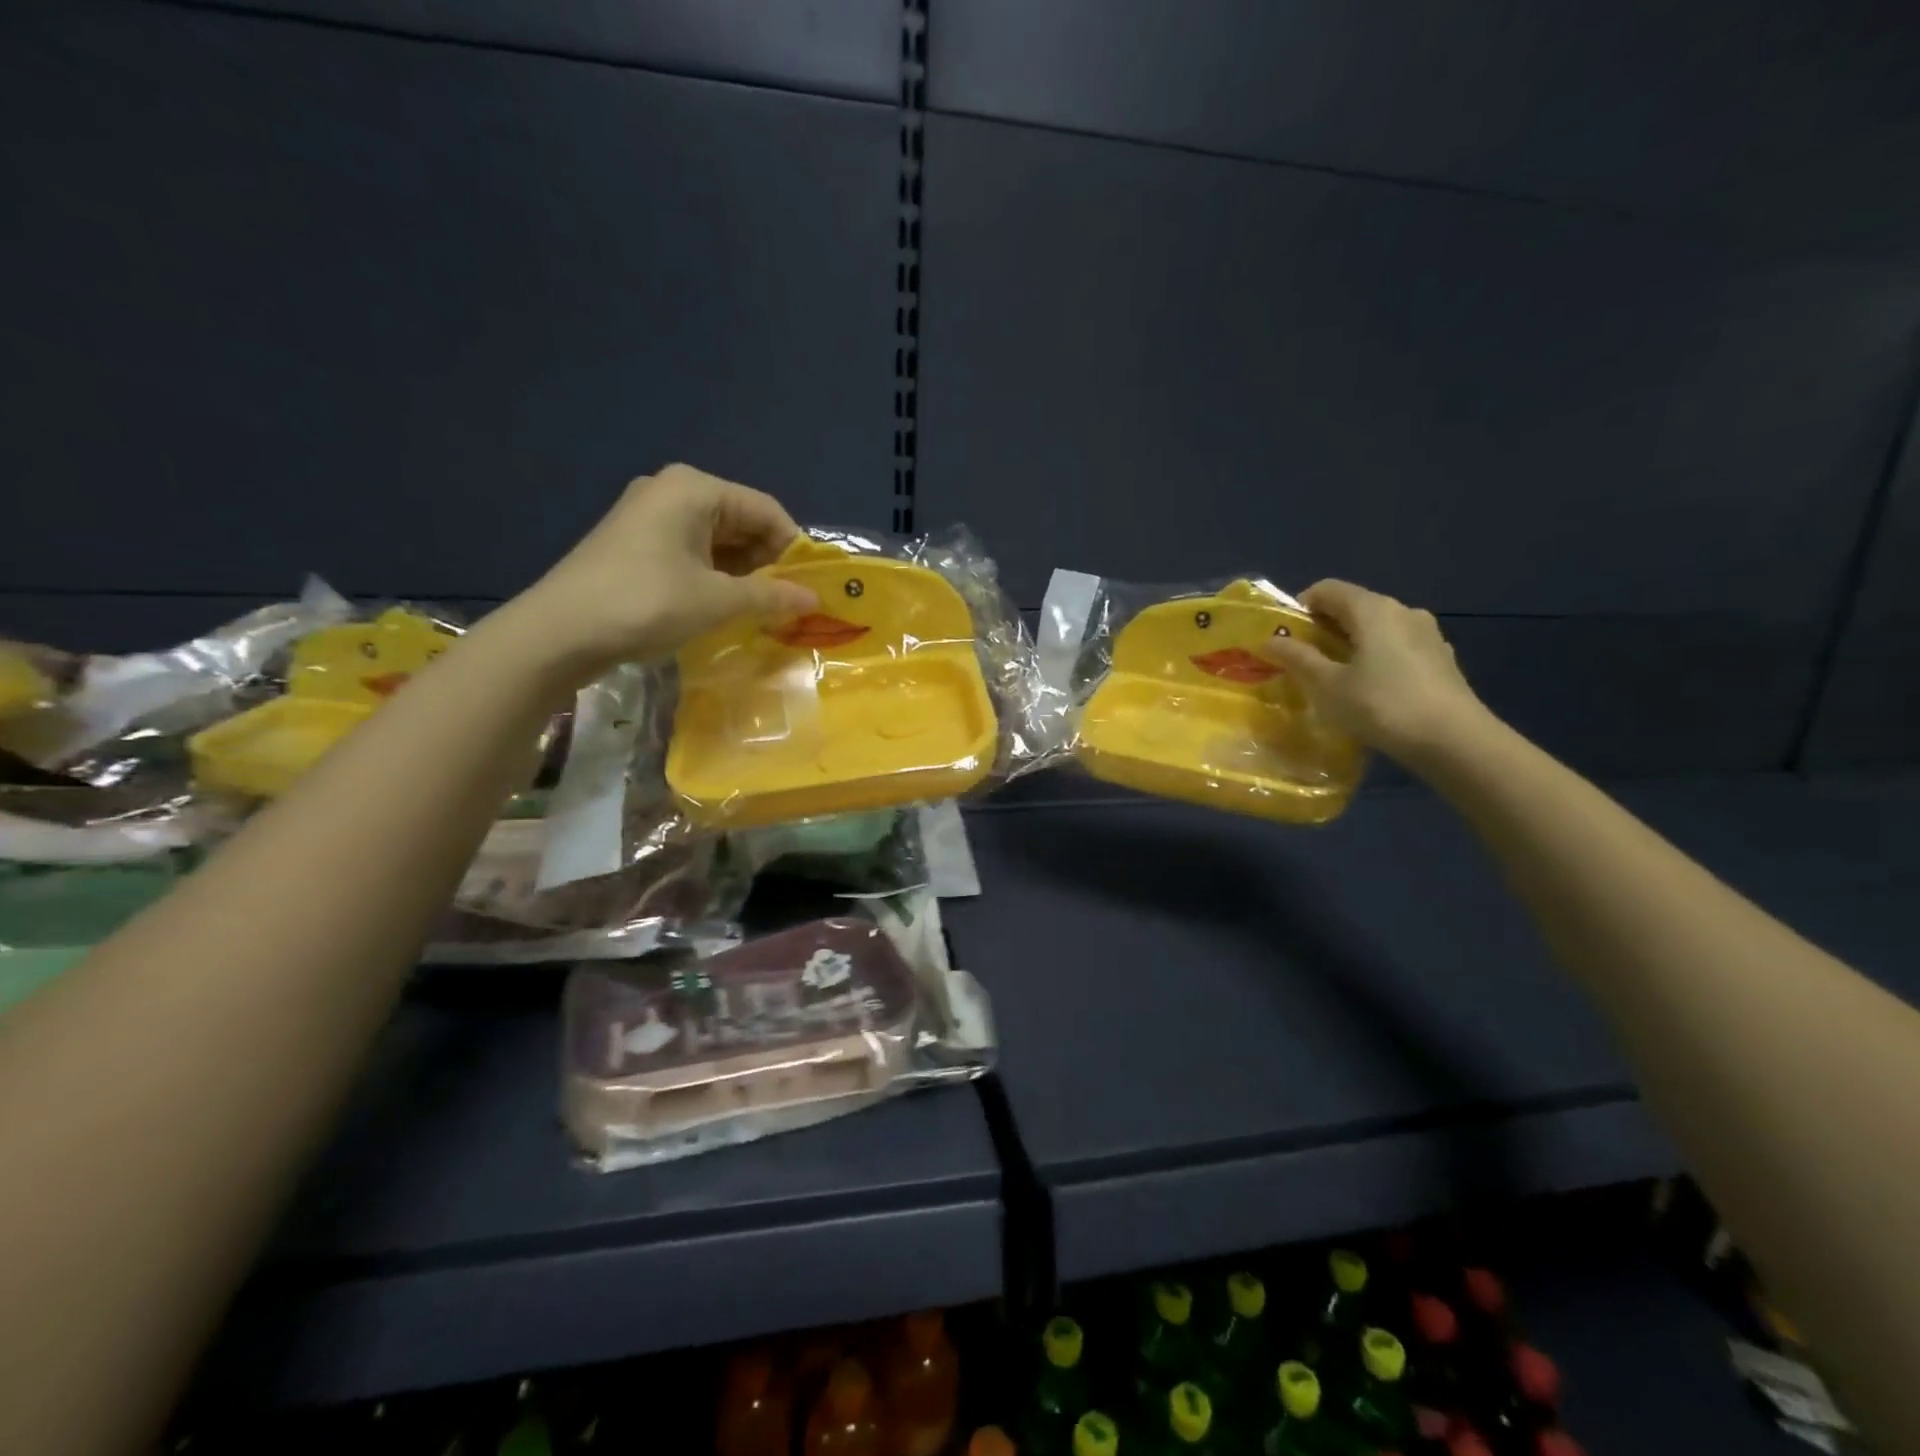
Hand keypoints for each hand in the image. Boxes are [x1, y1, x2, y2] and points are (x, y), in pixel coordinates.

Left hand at [513, 464, 818, 679]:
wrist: (559, 632)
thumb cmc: (645, 603)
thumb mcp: (717, 601)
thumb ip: (771, 597)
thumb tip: (814, 600)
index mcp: (695, 489)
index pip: (766, 510)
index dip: (794, 548)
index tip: (813, 586)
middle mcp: (672, 492)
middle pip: (741, 522)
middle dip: (769, 563)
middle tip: (790, 603)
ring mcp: (649, 517)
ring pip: (717, 541)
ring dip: (743, 574)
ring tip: (763, 611)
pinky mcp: (636, 544)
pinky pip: (692, 553)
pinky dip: (715, 578)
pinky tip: (726, 607)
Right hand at [1260, 579, 1496, 764]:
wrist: (1454, 740)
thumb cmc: (1381, 705)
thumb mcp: (1327, 685)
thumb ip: (1297, 658)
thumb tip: (1270, 640)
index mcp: (1373, 609)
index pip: (1327, 589)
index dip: (1300, 607)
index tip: (1285, 637)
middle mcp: (1403, 610)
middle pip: (1354, 606)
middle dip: (1324, 627)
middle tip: (1303, 660)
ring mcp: (1427, 634)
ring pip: (1377, 628)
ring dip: (1351, 644)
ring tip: (1336, 678)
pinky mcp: (1441, 658)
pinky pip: (1397, 647)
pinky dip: (1376, 657)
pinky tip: (1371, 690)